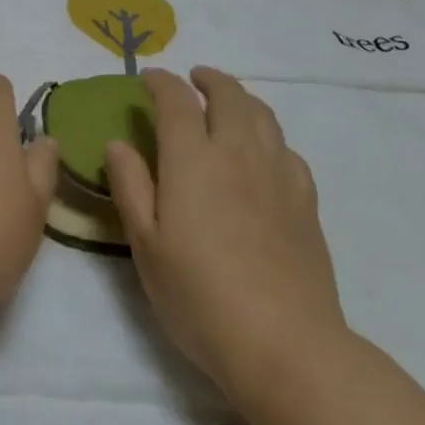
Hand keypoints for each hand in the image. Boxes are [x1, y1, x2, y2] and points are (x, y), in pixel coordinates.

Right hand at [106, 67, 348, 406]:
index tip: (147, 80)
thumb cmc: (200, 295)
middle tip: (193, 79)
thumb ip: (130, 186)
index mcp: (193, 159)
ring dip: (242, 98)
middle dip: (208, 79)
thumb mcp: (146, 245)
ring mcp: (278, 175)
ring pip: (263, 116)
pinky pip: (288, 149)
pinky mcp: (306, 202)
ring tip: (227, 103)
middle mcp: (238, 153)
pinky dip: (269, 136)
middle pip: (229, 95)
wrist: (286, 345)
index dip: (161, 82)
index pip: (177, 100)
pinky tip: (263, 153)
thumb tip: (119, 143)